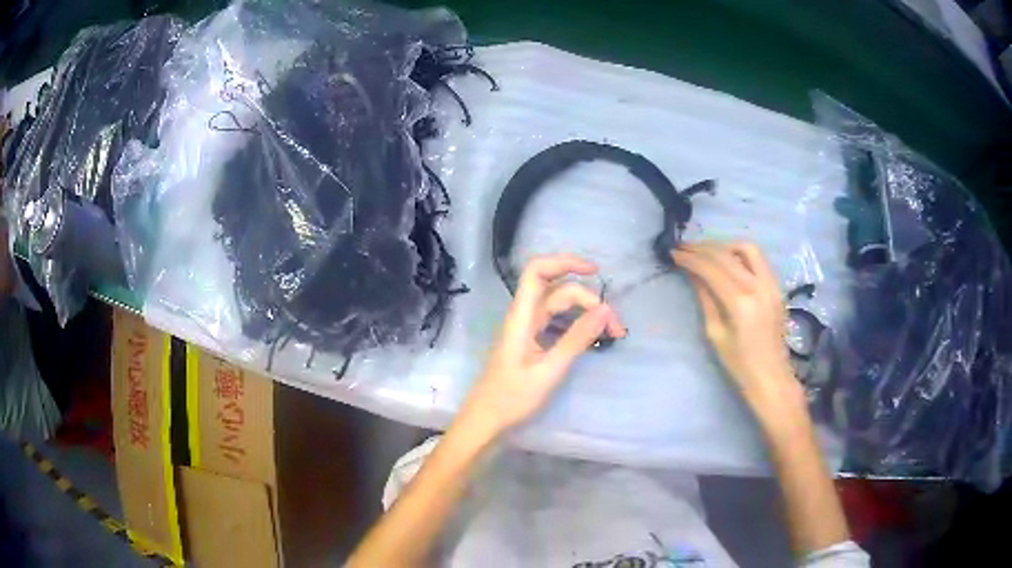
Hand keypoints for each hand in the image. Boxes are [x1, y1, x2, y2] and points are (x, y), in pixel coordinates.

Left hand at [460, 254, 625, 434]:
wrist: (486, 420)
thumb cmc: (511, 398)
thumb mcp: (549, 371)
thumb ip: (576, 339)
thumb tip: (605, 310)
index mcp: (521, 317)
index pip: (537, 270)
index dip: (565, 262)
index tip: (595, 272)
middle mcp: (523, 316)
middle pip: (558, 290)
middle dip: (589, 299)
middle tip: (615, 326)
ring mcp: (527, 329)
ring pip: (559, 306)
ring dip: (586, 312)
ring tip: (611, 332)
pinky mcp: (531, 341)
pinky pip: (557, 322)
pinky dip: (577, 324)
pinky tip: (592, 338)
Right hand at [671, 242, 802, 417]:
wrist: (771, 376)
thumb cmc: (739, 363)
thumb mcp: (716, 333)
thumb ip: (706, 299)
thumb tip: (692, 273)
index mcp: (740, 303)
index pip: (711, 269)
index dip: (690, 259)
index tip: (674, 253)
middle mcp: (758, 287)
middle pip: (727, 255)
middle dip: (702, 248)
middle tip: (684, 247)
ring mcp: (771, 284)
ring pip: (747, 249)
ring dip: (724, 245)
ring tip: (707, 251)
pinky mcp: (776, 286)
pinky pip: (758, 259)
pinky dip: (740, 253)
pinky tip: (728, 260)